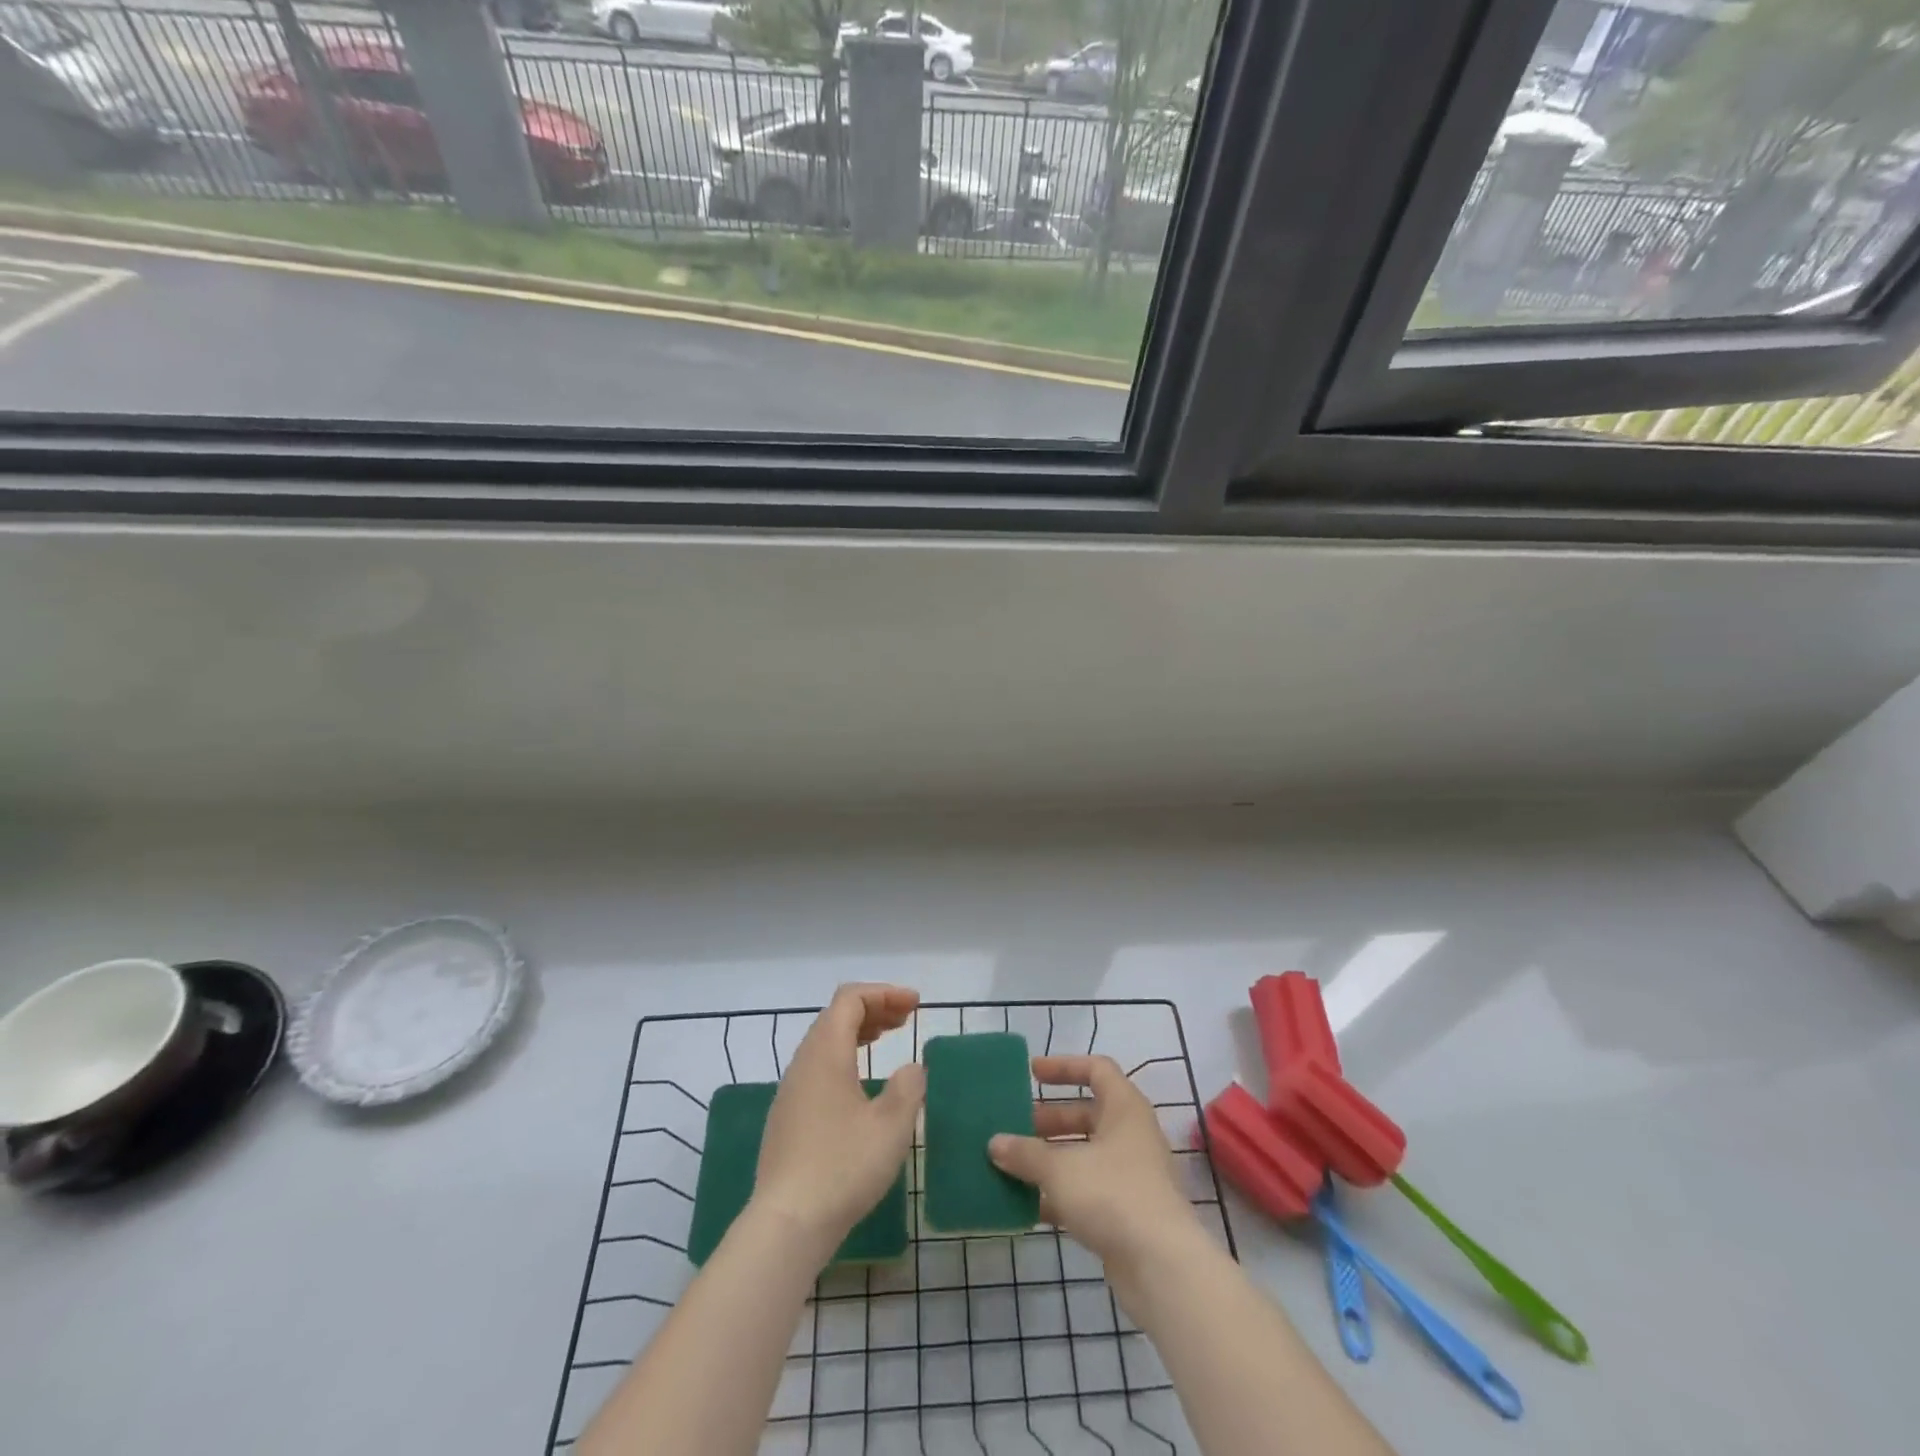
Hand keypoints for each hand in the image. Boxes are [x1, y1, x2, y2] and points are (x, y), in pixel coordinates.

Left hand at [752, 984, 923, 1258]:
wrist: (787, 1224)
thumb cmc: (843, 1167)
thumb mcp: (892, 1126)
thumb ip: (908, 1087)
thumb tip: (911, 1068)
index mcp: (826, 1052)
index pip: (851, 999)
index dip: (884, 993)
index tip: (915, 1005)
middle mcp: (803, 1062)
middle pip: (836, 1015)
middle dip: (873, 1008)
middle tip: (906, 1018)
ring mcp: (791, 1090)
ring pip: (825, 1041)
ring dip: (859, 1032)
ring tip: (887, 1038)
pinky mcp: (787, 1116)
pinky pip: (818, 1066)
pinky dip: (845, 1056)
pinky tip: (862, 1082)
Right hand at [988, 1055, 1201, 1278]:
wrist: (1162, 1267)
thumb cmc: (1113, 1195)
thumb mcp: (1060, 1168)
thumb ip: (1025, 1153)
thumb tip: (994, 1143)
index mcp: (1124, 1108)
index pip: (1096, 1070)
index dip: (1064, 1066)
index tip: (1032, 1074)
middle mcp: (1130, 1135)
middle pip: (1086, 1114)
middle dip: (1049, 1120)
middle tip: (1014, 1126)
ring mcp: (1130, 1176)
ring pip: (1084, 1155)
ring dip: (1050, 1158)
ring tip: (1012, 1164)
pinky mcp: (1125, 1213)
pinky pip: (1086, 1191)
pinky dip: (1059, 1194)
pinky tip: (1027, 1204)